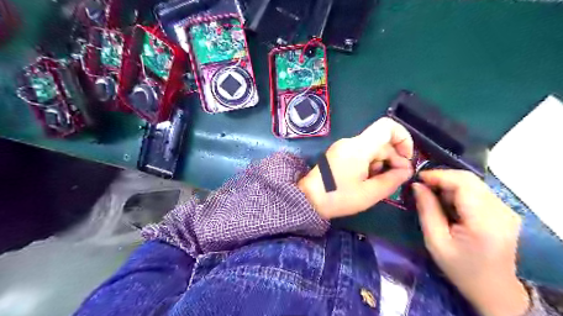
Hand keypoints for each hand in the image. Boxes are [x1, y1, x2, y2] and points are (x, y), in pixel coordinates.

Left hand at [299, 118, 411, 219]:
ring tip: (378, 184)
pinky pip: (361, 154)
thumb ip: (392, 180)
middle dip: (393, 158)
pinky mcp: (339, 154)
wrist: (308, 199)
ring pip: (372, 149)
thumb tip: (407, 170)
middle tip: (396, 179)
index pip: (387, 126)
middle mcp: (351, 142)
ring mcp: (343, 147)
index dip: (403, 138)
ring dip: (381, 164)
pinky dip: (370, 165)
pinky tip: (367, 181)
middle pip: (381, 142)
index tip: (406, 158)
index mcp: (359, 147)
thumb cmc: (338, 197)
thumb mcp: (369, 193)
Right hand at [413, 170, 528, 315]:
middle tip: (422, 187)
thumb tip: (417, 185)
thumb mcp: (435, 241)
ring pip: (473, 183)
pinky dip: (459, 192)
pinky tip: (449, 204)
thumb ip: (427, 210)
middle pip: (469, 179)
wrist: (493, 289)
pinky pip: (478, 191)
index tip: (417, 178)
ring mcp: (506, 210)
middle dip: (442, 178)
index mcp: (484, 221)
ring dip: (450, 185)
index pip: (463, 183)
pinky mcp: (505, 211)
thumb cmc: (460, 268)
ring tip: (433, 196)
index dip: (438, 175)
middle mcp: (501, 211)